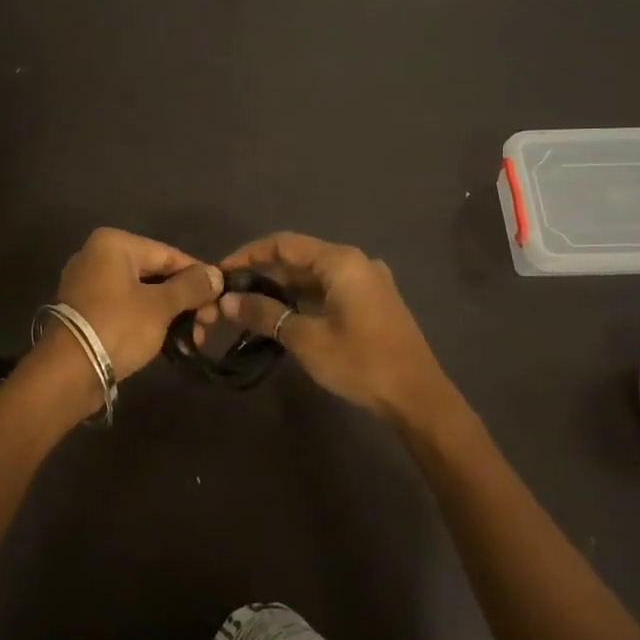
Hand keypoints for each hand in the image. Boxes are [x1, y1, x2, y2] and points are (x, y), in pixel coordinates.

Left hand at [53, 228, 223, 379]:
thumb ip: (191, 287)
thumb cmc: (117, 328)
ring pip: (142, 293)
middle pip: (156, 274)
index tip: (220, 300)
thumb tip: (217, 274)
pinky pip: (126, 308)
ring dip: (171, 314)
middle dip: (186, 300)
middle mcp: (97, 256)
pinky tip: (170, 340)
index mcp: (113, 244)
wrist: (67, 373)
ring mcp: (88, 284)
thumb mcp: (160, 306)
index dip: (199, 277)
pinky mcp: (86, 311)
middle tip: (208, 325)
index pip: (169, 255)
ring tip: (194, 338)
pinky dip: (149, 321)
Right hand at [209, 232, 451, 422]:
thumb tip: (228, 301)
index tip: (222, 272)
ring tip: (251, 309)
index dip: (249, 254)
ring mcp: (368, 281)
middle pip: (299, 258)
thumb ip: (265, 314)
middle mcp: (356, 262)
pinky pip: (330, 290)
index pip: (283, 243)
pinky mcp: (373, 302)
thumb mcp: (306, 338)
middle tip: (232, 296)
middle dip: (264, 274)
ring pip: (314, 276)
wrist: (417, 395)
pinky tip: (285, 318)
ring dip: (283, 289)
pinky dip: (304, 299)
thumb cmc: (360, 361)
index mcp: (341, 261)